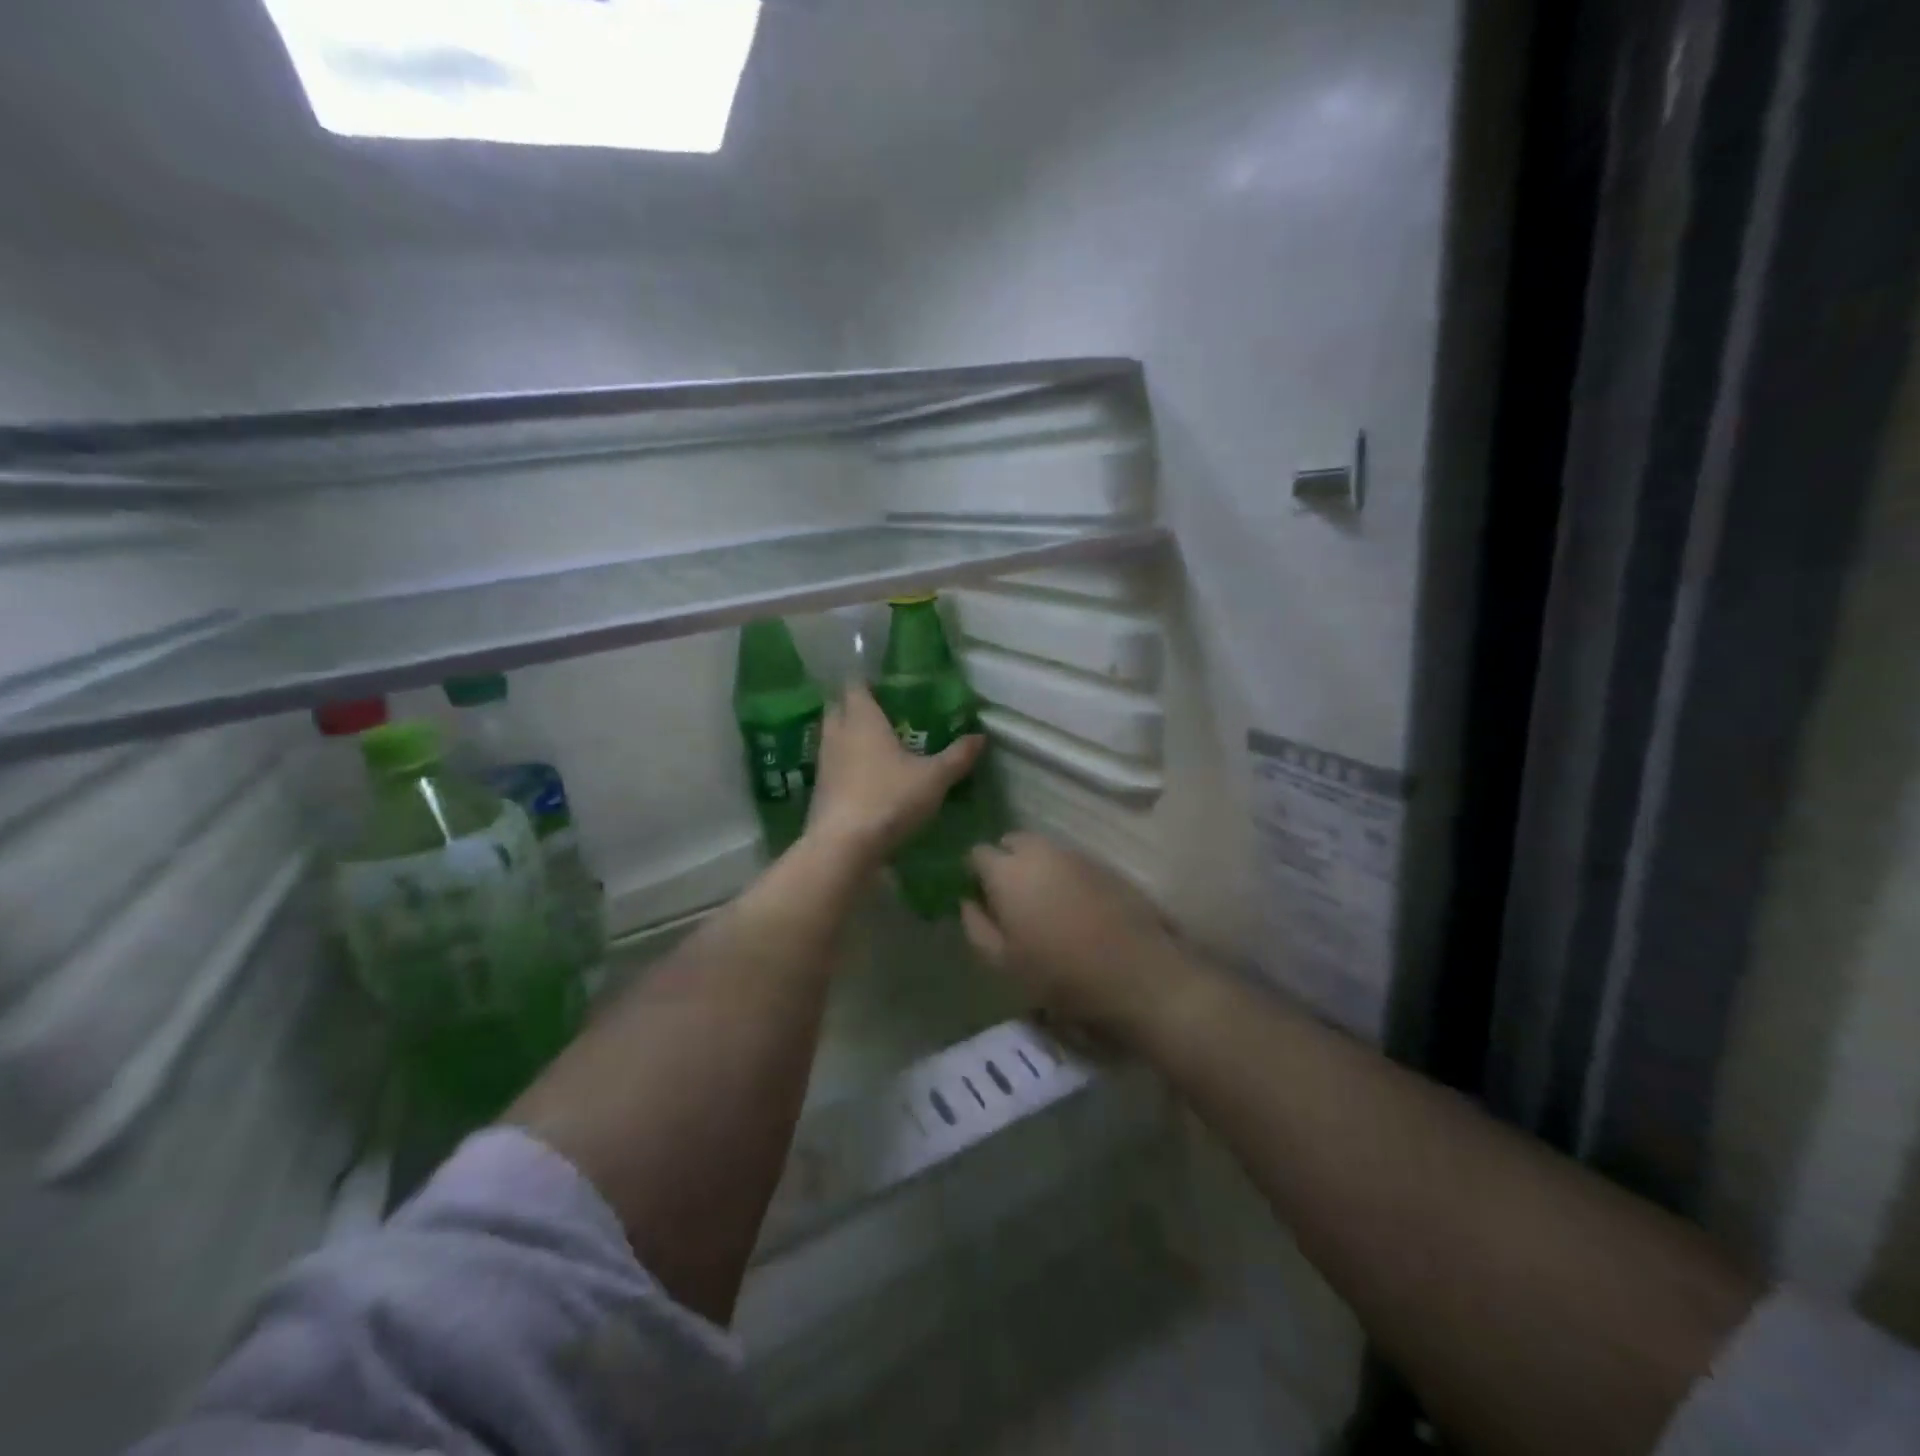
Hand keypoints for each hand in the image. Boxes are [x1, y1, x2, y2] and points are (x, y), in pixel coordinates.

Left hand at [804, 685, 982, 865]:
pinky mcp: (820, 790)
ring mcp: (824, 763)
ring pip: (834, 737)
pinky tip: (867, 776)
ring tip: (878, 745)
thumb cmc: (889, 799)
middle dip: (856, 706)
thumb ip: (957, 756)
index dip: (868, 681)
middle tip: (885, 713)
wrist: (844, 847)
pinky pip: (833, 765)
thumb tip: (980, 737)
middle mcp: (837, 734)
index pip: (855, 685)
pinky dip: (847, 764)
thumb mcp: (934, 778)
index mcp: (861, 718)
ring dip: (850, 736)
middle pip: (839, 707)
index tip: (887, 684)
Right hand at [961, 833, 1187, 1039]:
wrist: (1138, 975)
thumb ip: (976, 926)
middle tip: (1009, 900)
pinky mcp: (1105, 865)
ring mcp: (1076, 855)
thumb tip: (968, 902)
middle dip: (1004, 862)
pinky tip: (1073, 907)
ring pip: (1043, 849)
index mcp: (1008, 871)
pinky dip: (1063, 875)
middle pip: (1011, 842)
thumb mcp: (1003, 963)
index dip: (974, 874)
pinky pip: (1070, 861)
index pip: (977, 853)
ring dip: (1035, 867)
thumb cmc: (1060, 975)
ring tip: (1042, 904)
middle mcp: (1040, 851)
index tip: (980, 899)